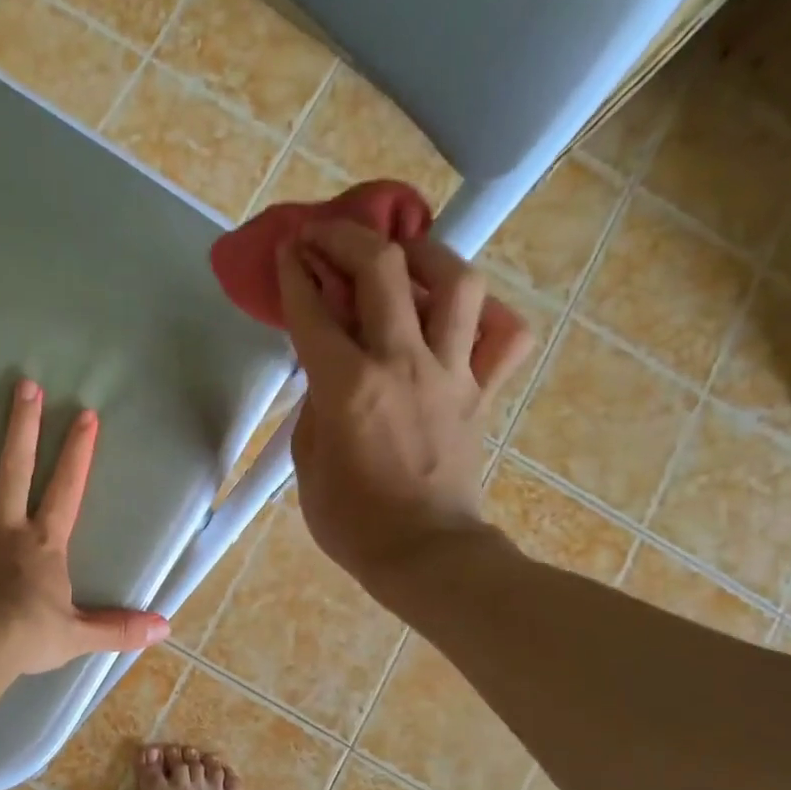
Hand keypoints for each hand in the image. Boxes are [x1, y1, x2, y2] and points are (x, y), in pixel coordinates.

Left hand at [0, 380, 167, 675]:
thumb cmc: (27, 636)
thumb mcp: (79, 635)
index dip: (78, 453)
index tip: (85, 414)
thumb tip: (164, 629)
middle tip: (22, 384)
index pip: (66, 490)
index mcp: (42, 544)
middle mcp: (2, 528)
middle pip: (14, 469)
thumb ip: (118, 628)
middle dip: (21, 426)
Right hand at [276, 221, 534, 591]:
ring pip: (456, 283)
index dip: (293, 272)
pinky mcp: (481, 392)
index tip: (286, 250)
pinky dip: (488, 317)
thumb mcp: (308, 462)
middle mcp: (401, 363)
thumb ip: (315, 405)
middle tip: (327, 236)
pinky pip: (504, 337)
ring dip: (426, 254)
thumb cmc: (352, 520)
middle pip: (383, 269)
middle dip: (347, 238)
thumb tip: (328, 374)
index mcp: (347, 385)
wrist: (423, 553)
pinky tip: (461, 316)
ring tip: (405, 256)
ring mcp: (450, 373)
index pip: (313, 309)